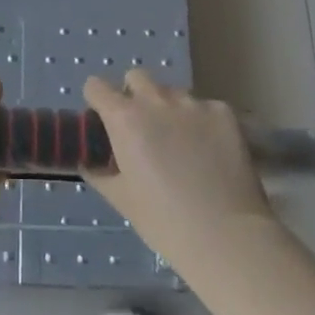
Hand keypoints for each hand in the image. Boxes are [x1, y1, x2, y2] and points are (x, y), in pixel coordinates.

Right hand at [84, 71, 275, 262]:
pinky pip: (204, 107)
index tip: (104, 121)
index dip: (97, 101)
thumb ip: (98, 172)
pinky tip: (210, 151)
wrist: (227, 237)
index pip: (96, 86)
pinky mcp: (223, 112)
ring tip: (181, 144)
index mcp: (124, 118)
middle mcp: (156, 100)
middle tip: (143, 129)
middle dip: (134, 96)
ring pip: (172, 92)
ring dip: (169, 109)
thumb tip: (88, 160)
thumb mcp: (121, 199)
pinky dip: (201, 122)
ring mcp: (193, 102)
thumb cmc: (164, 222)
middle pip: (136, 77)